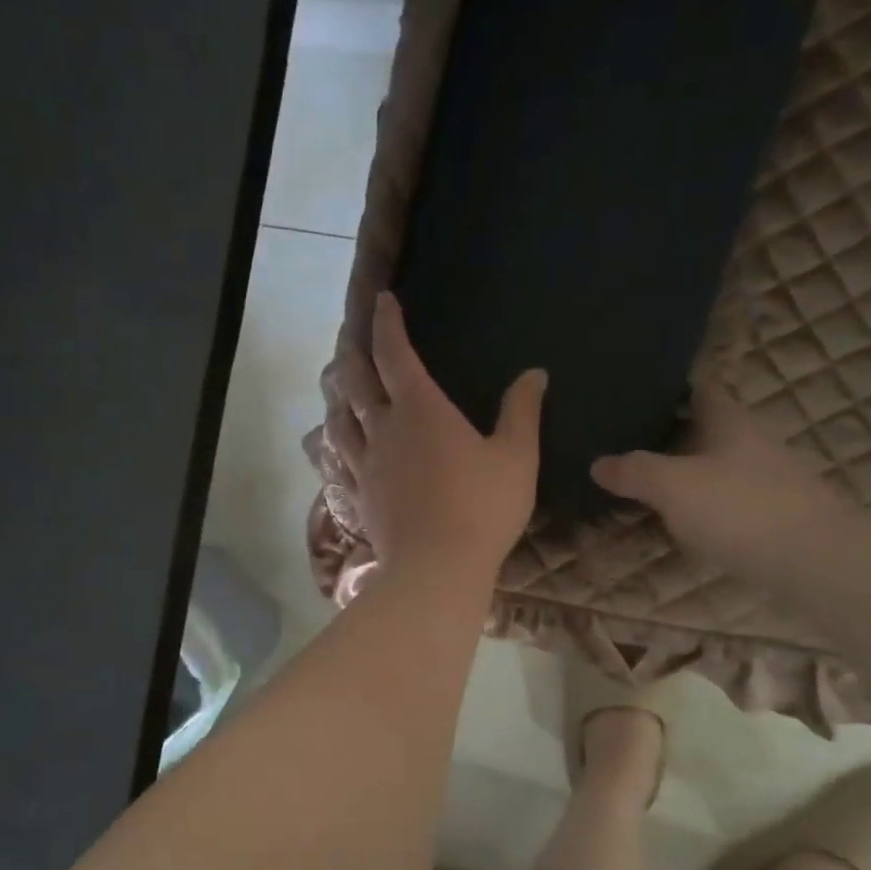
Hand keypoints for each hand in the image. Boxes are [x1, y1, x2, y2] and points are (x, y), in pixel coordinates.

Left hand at [328, 292, 545, 584]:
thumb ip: (522, 412)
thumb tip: (534, 374)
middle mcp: (383, 429)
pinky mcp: (358, 496)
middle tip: (351, 338)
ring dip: (338, 397)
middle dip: (354, 354)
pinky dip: (336, 443)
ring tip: (339, 387)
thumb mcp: (516, 457)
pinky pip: (338, 461)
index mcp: (420, 410)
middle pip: (356, 383)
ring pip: (340, 420)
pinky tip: (337, 445)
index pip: (395, 354)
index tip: (383, 301)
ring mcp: (365, 465)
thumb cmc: (482, 508)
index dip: (387, 324)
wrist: (437, 569)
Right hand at [590, 384, 841, 569]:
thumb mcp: (673, 486)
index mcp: (729, 423)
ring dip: (689, 471)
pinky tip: (683, 520)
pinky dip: (704, 504)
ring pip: (719, 466)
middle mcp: (752, 444)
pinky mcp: (775, 517)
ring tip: (648, 481)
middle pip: (709, 429)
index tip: (641, 391)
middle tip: (630, 440)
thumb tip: (597, 462)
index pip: (701, 390)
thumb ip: (635, 472)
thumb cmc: (739, 508)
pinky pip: (729, 500)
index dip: (673, 388)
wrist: (815, 560)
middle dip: (674, 433)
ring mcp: (768, 481)